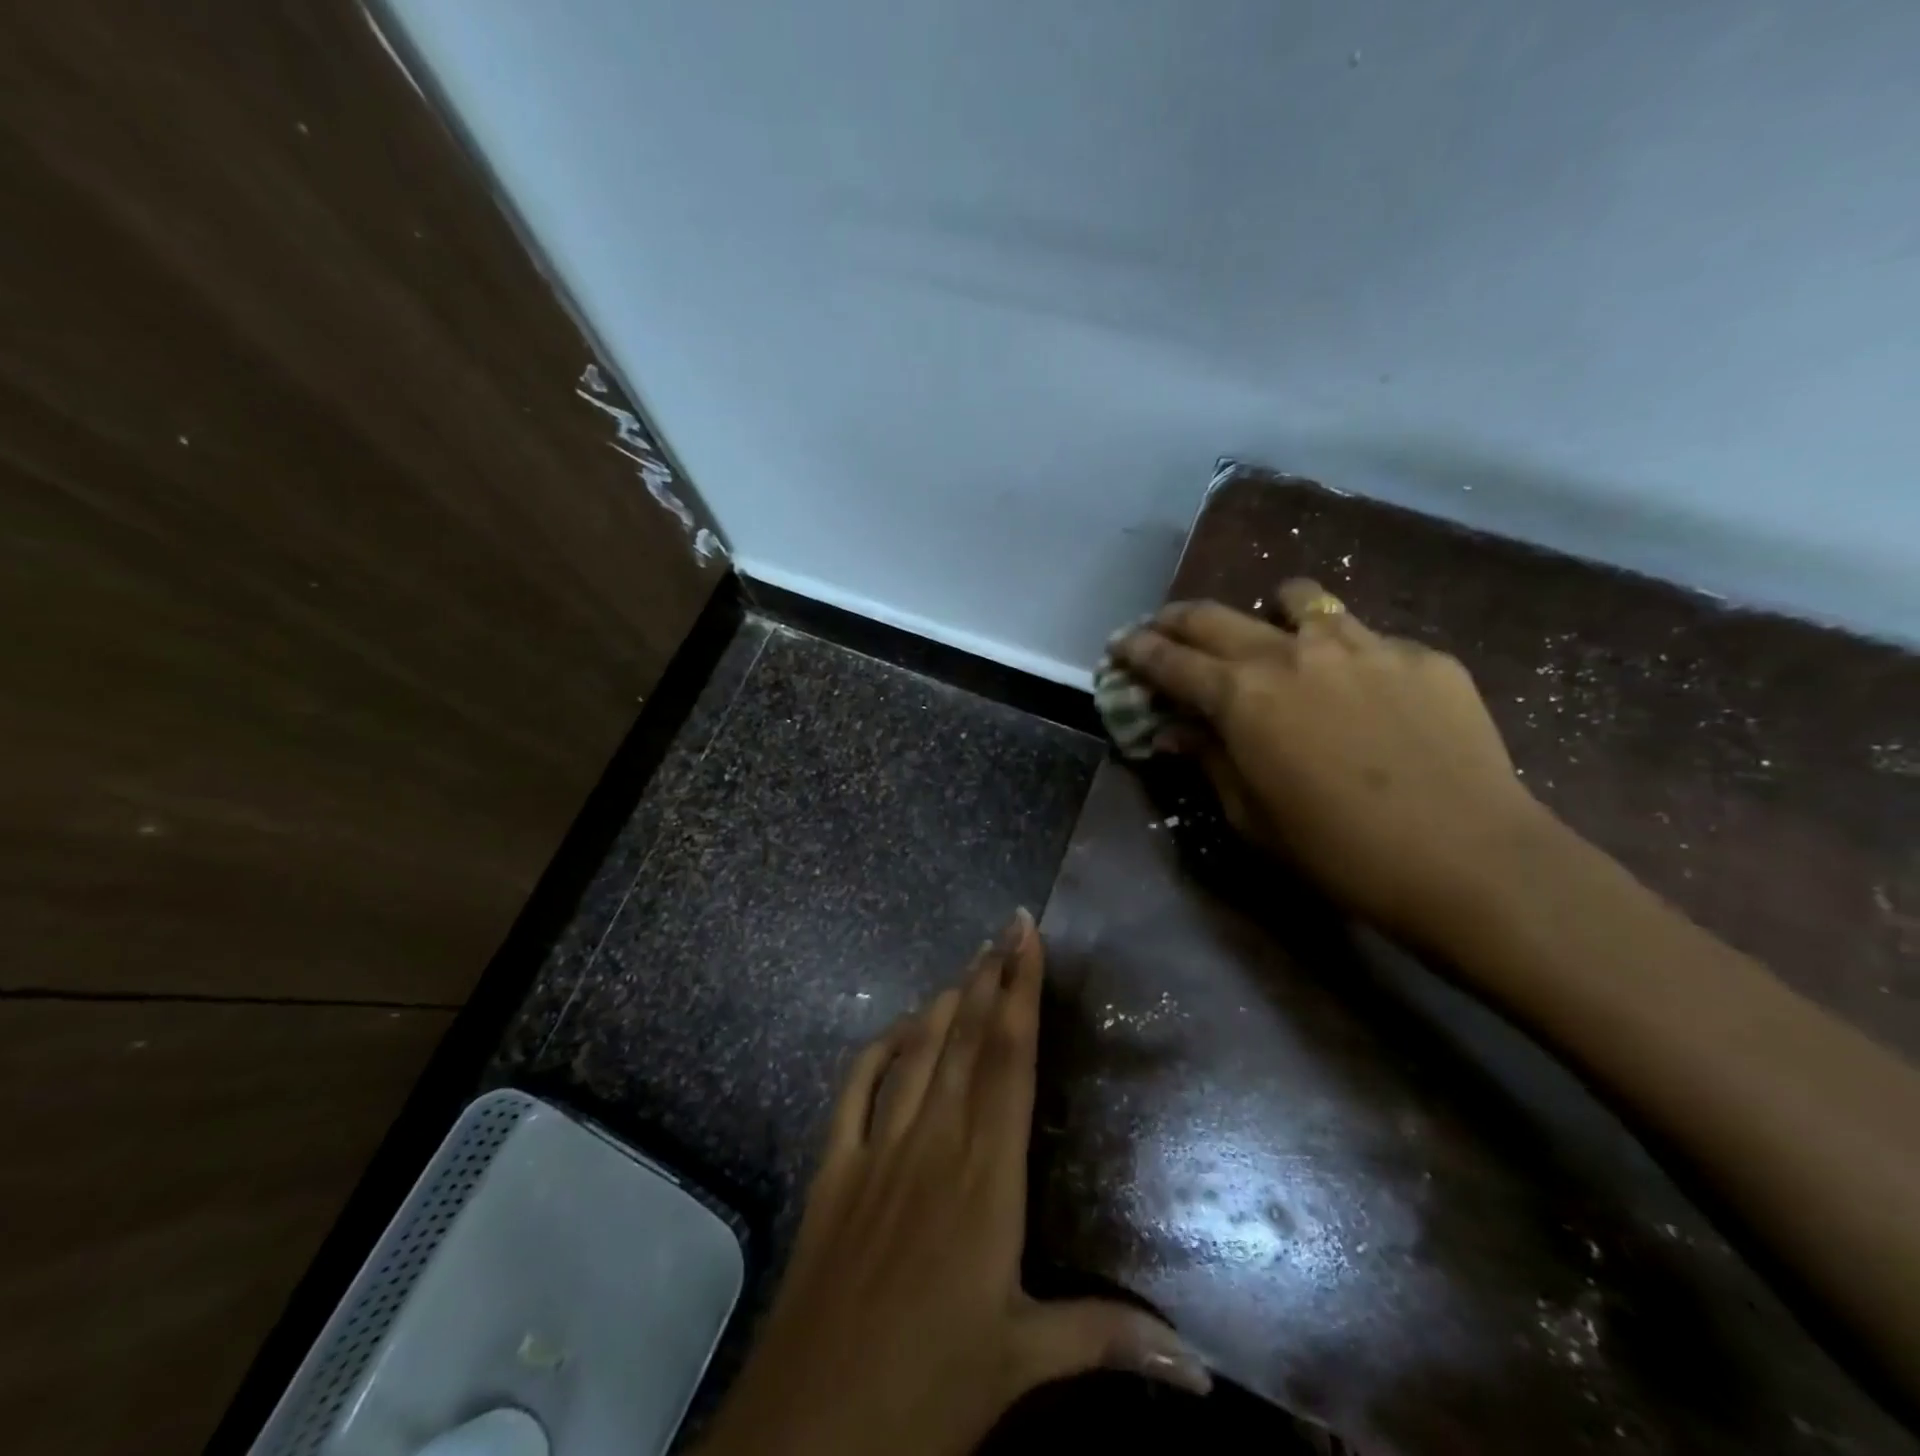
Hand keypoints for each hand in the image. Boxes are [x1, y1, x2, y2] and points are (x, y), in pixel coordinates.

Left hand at [696, 909, 1209, 1455]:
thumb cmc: (928, 1390)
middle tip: (1006, 929)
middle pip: (965, 1038)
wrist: (811, 1429)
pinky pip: (855, 1087)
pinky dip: (877, 1048)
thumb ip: (1107, 1340)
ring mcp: (875, 1149)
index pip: (1009, 1060)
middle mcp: (932, 1143)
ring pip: (915, 1051)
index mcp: (985, 1177)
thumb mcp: (1023, 1362)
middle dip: (989, 977)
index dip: (1020, 991)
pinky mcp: (832, 1168)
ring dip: (942, 1002)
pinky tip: (896, 1029)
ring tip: (968, 965)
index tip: (1027, 936)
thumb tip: (1202, 1366)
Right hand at [1113, 580, 1548, 946]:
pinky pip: (1366, 638)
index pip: (1170, 661)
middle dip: (1178, 619)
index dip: (1137, 651)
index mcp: (1242, 695)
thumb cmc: (1338, 852)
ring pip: (1299, 600)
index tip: (1120, 646)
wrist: (1468, 859)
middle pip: (1217, 616)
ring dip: (1268, 613)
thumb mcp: (1252, 816)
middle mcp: (1292, 652)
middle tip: (1163, 627)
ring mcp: (1362, 644)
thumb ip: (1209, 759)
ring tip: (1272, 634)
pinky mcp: (1420, 654)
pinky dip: (1343, 653)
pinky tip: (1362, 693)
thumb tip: (1177, 729)